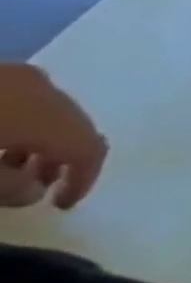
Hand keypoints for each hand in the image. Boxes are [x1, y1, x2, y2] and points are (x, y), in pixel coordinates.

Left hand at [0, 64, 108, 209]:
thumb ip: (11, 186)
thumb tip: (36, 191)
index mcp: (51, 114)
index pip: (90, 149)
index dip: (85, 179)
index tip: (65, 205)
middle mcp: (50, 90)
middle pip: (74, 127)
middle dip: (63, 159)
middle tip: (44, 187)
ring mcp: (21, 77)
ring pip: (50, 113)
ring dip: (41, 142)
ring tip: (16, 167)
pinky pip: (24, 102)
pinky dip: (22, 125)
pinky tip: (3, 140)